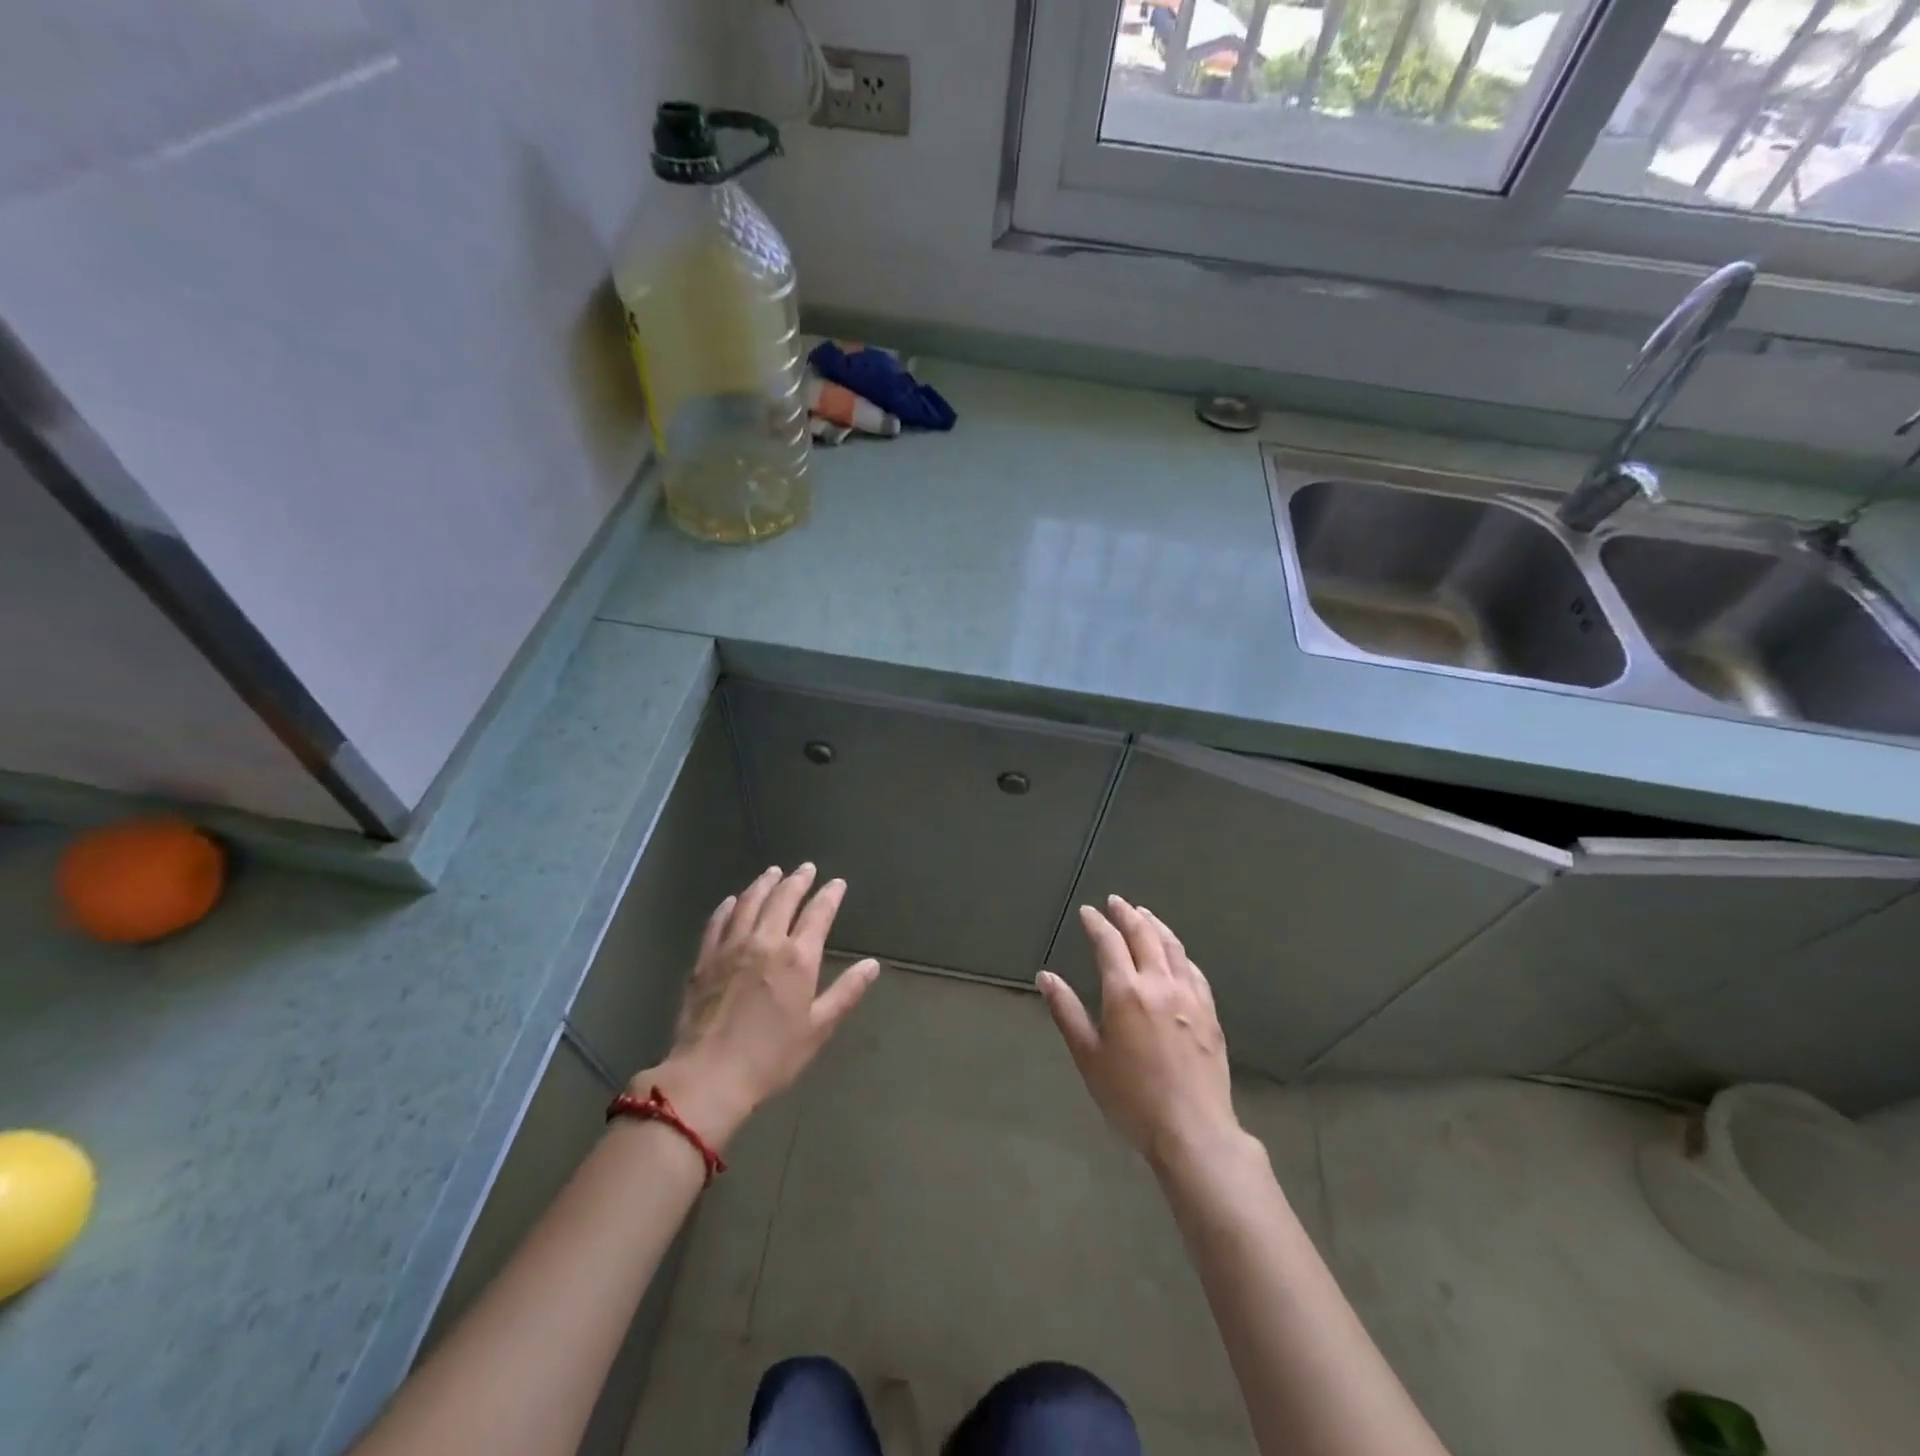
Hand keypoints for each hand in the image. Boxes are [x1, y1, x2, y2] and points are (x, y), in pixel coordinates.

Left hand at [640, 865, 878, 1147]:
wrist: (709, 1075)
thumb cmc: (772, 1057)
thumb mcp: (818, 1028)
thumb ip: (846, 992)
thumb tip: (872, 965)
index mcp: (798, 958)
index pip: (818, 914)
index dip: (829, 895)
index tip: (837, 883)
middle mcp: (765, 941)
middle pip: (783, 899)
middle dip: (797, 880)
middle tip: (806, 868)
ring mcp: (731, 947)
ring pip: (749, 903)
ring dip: (763, 884)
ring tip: (773, 872)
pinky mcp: (705, 959)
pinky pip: (717, 922)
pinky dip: (728, 906)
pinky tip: (732, 900)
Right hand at [1038, 896, 1241, 1172]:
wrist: (1193, 1130)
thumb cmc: (1131, 1097)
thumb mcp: (1088, 1057)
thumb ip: (1067, 1012)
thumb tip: (1046, 977)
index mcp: (1125, 992)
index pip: (1109, 944)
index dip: (1097, 924)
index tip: (1088, 912)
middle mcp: (1159, 984)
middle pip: (1144, 936)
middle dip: (1127, 915)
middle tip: (1116, 902)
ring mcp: (1189, 997)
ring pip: (1172, 948)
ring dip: (1156, 926)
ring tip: (1145, 915)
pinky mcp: (1210, 1014)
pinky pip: (1193, 971)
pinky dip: (1180, 953)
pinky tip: (1176, 954)